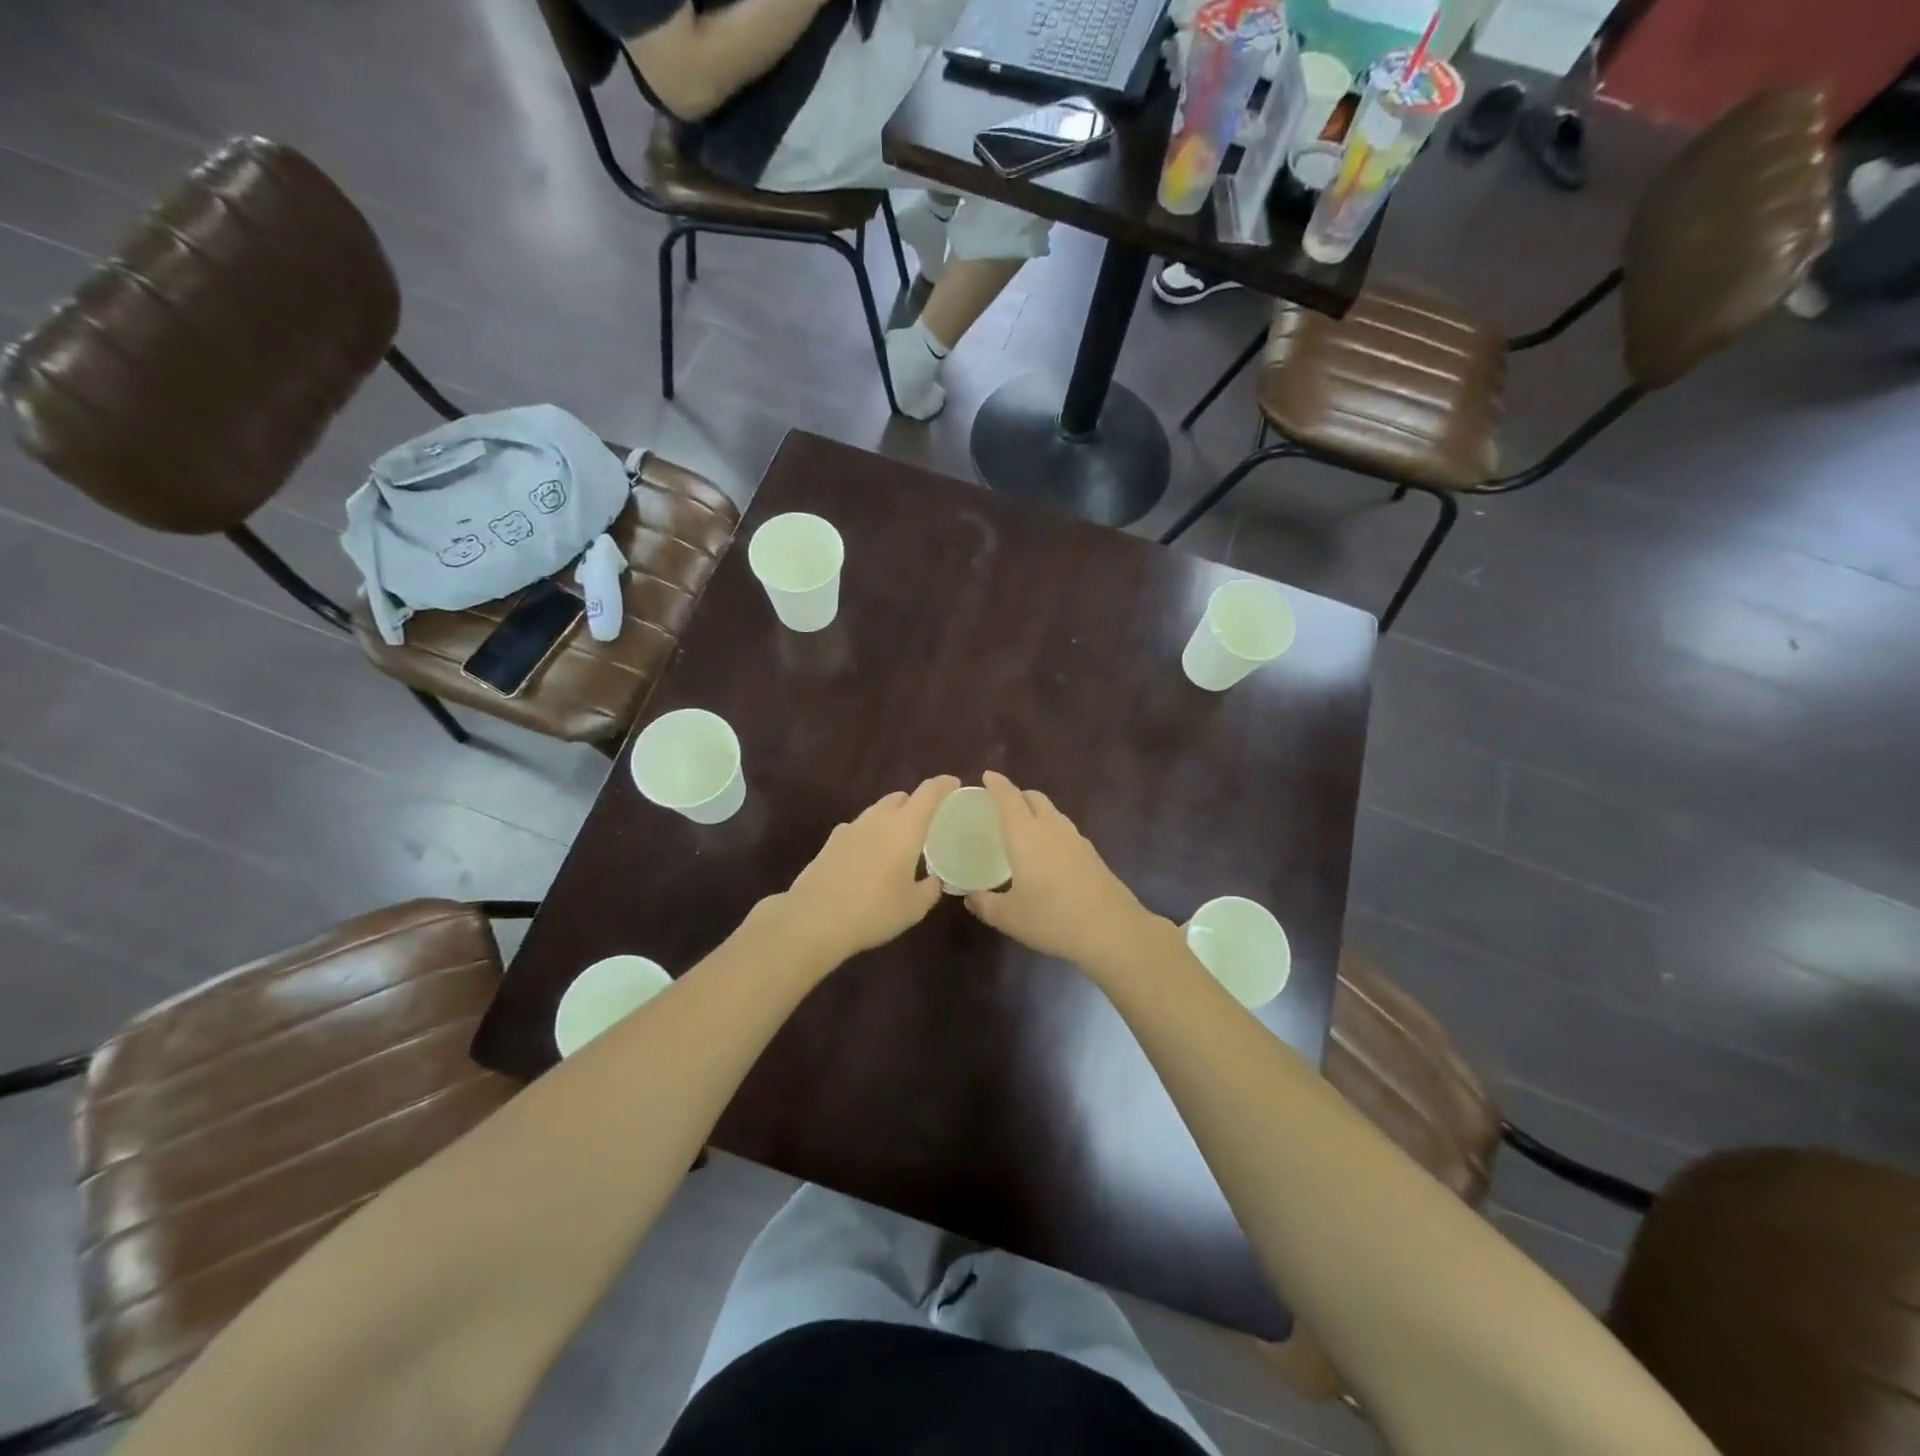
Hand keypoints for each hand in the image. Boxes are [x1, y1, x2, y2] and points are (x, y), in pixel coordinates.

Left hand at [774, 776, 959, 963]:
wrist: (814, 920)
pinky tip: (868, 857)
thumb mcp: (913, 908)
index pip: (929, 792)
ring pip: (876, 811)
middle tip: (926, 824)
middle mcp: (878, 819)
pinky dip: (868, 834)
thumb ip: (930, 889)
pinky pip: (857, 828)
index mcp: (905, 827)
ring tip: (897, 843)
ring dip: (890, 819)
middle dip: (915, 804)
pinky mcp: (830, 842)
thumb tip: (935, 880)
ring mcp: (850, 828)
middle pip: (900, 797)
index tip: (954, 785)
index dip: (944, 785)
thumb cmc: (874, 911)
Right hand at [964, 771, 1166, 971]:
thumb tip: (969, 897)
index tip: (987, 776)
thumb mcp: (1009, 917)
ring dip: (1037, 813)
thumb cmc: (1052, 919)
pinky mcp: (1092, 854)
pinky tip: (1048, 855)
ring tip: (1024, 831)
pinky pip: (1065, 831)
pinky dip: (1052, 832)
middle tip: (1002, 807)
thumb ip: (985, 904)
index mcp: (1025, 834)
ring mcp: (1076, 839)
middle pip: (1034, 798)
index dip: (996, 784)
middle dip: (1017, 795)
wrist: (1111, 930)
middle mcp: (1051, 828)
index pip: (1008, 797)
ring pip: (1053, 813)